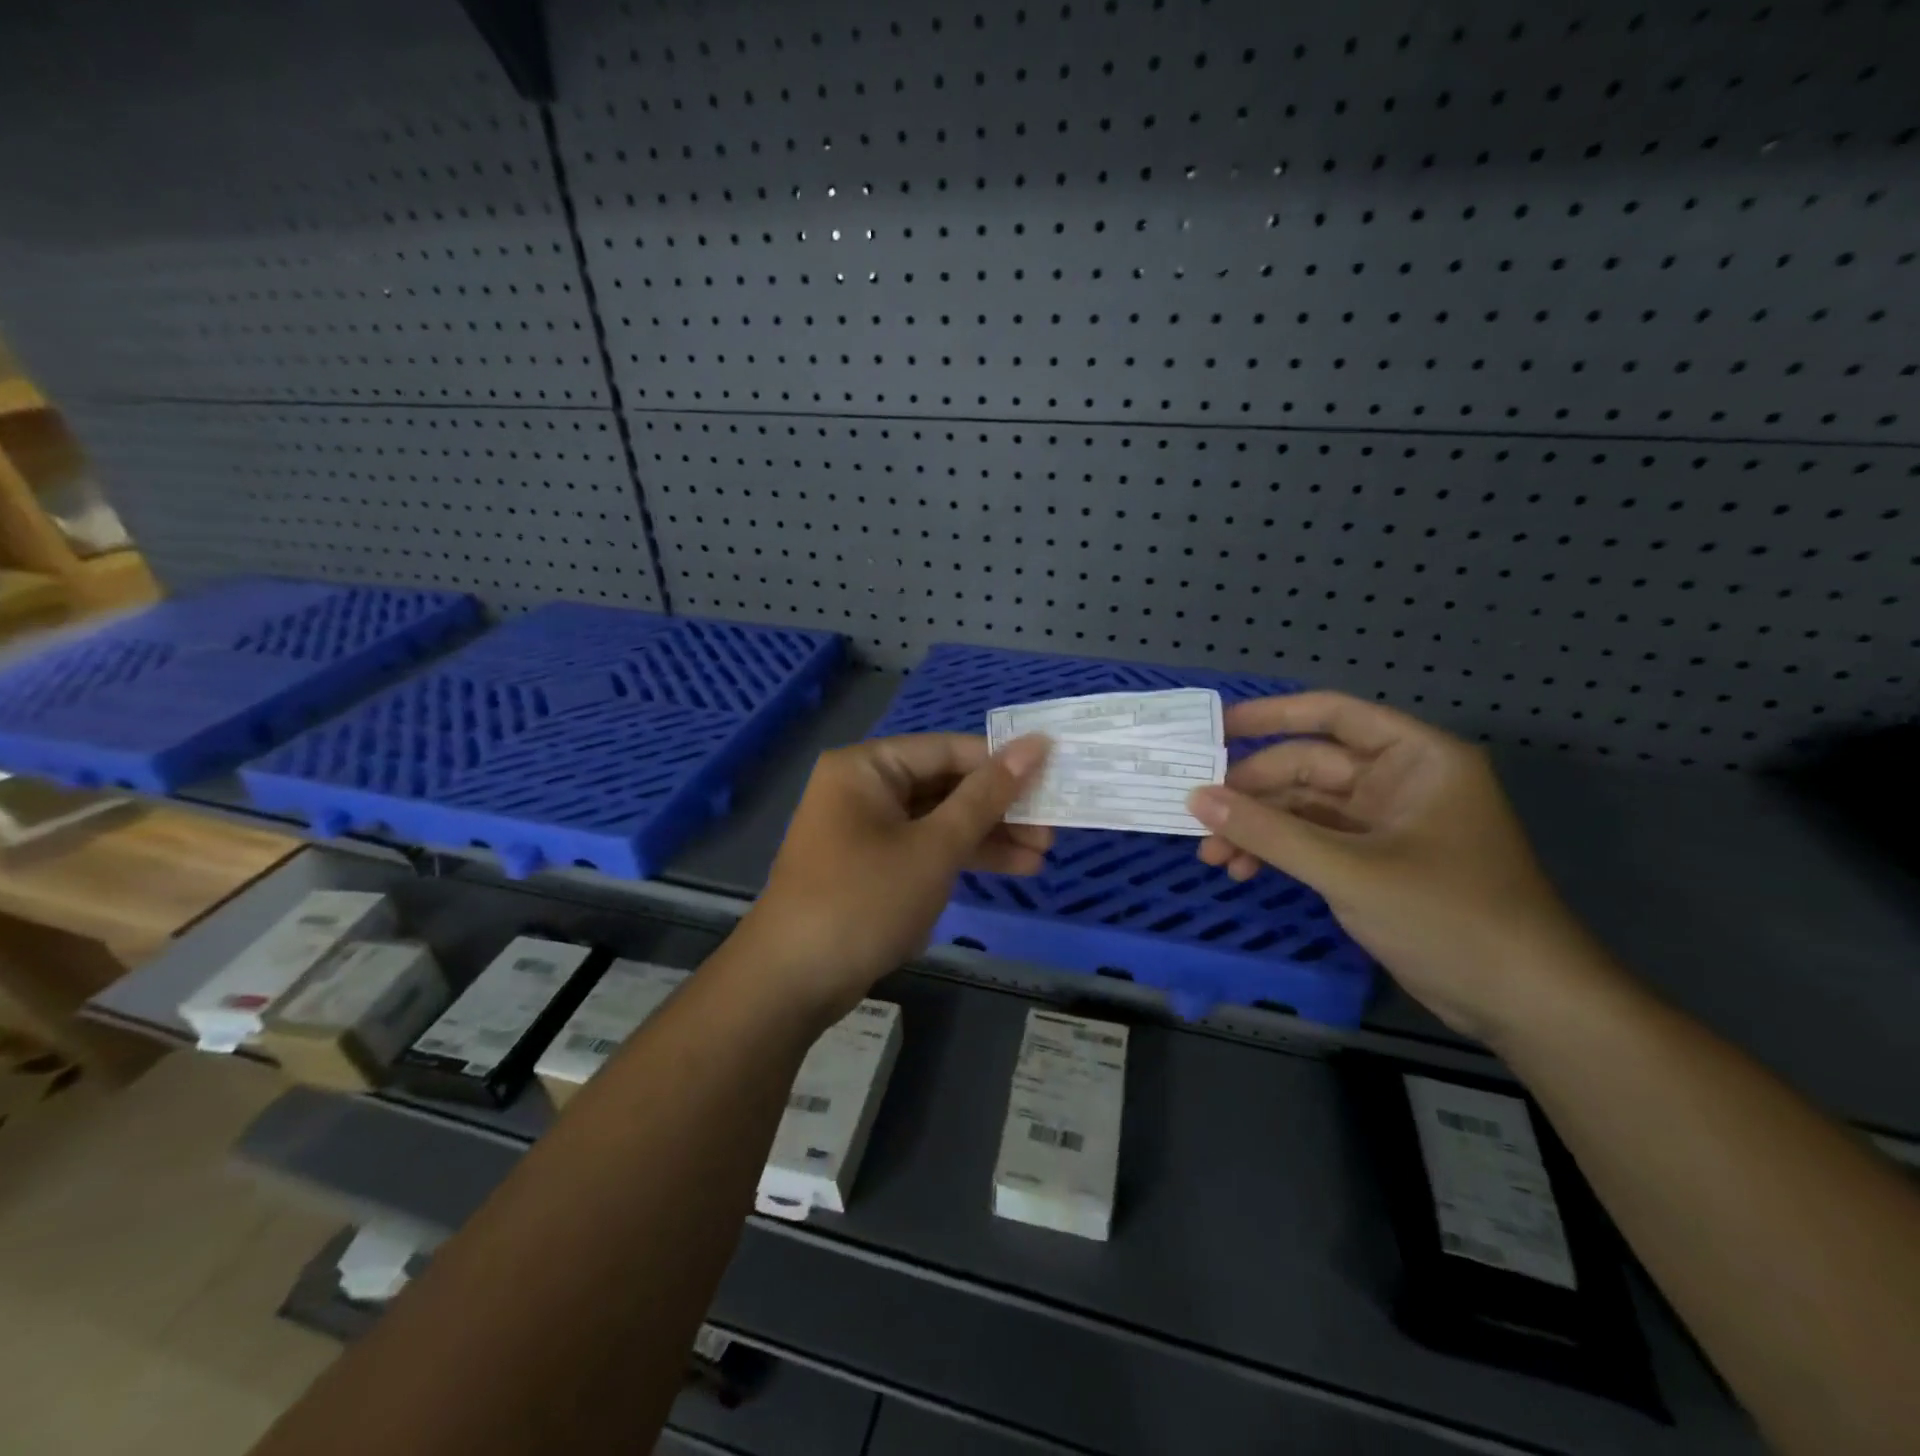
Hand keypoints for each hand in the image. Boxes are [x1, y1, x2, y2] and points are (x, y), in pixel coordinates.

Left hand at [738, 733, 1051, 1021]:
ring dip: (987, 837)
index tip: (1053, 774)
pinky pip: (924, 849)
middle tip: (1051, 826)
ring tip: (1042, 855)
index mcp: (867, 767)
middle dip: (998, 808)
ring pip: (938, 821)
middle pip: (944, 785)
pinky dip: (961, 858)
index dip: (1002, 762)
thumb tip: (1035, 746)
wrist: (792, 983)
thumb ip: (986, 797)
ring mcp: (866, 830)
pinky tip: (1010, 869)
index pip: (947, 750)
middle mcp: (863, 789)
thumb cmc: (864, 900)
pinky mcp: (872, 867)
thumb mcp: (934, 847)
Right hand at [1188, 693, 1600, 1039]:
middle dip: (1252, 794)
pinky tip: (1242, 870)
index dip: (1271, 716)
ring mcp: (1384, 824)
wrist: (1522, 1003)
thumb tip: (1196, 798)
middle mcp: (1398, 781)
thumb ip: (1269, 832)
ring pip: (1303, 808)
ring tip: (1213, 856)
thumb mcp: (1350, 870)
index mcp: (1414, 758)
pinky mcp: (1373, 862)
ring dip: (1258, 828)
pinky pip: (1311, 841)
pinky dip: (1277, 852)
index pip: (1333, 715)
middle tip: (1199, 819)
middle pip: (1307, 767)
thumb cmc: (1450, 918)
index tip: (1215, 729)